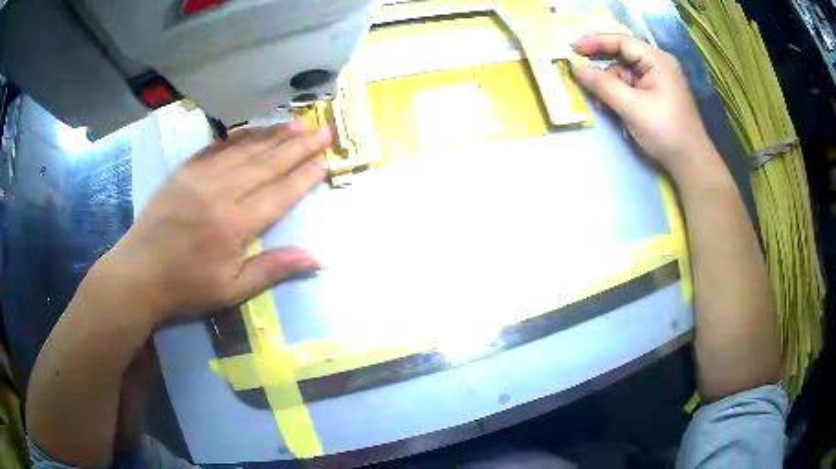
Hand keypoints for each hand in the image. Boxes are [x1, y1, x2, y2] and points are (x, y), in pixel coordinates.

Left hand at [96, 121, 331, 324]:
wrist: (139, 274)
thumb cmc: (186, 287)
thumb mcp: (232, 291)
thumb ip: (273, 270)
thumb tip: (318, 259)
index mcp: (235, 225)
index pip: (279, 194)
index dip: (304, 176)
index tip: (326, 160)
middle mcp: (221, 193)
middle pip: (267, 165)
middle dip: (298, 147)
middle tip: (324, 131)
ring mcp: (200, 177)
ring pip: (245, 151)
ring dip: (274, 136)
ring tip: (298, 124)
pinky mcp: (184, 172)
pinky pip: (217, 148)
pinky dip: (240, 137)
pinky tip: (255, 130)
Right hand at [571, 34, 716, 179]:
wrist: (691, 164)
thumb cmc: (666, 131)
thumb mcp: (633, 107)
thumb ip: (604, 85)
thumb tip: (577, 69)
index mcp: (657, 60)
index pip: (621, 42)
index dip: (595, 42)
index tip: (571, 49)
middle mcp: (657, 65)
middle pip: (622, 56)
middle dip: (601, 66)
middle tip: (579, 72)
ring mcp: (657, 82)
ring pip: (624, 74)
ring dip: (609, 84)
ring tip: (597, 99)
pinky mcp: (655, 97)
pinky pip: (631, 87)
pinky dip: (618, 94)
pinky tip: (610, 106)